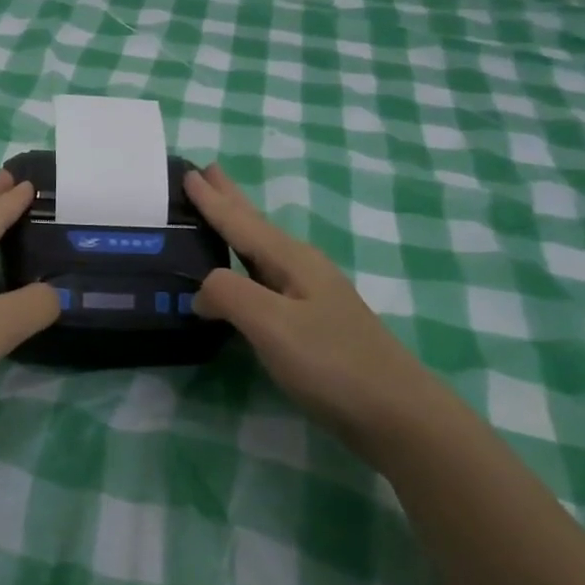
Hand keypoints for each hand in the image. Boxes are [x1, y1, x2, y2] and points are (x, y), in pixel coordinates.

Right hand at [187, 165, 464, 451]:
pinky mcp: (312, 323)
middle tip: (208, 171)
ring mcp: (310, 296)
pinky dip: (245, 265)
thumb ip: (229, 295)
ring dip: (237, 229)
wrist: (395, 413)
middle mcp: (301, 269)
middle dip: (231, 200)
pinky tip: (244, 275)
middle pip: (256, 226)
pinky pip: (266, 278)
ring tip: (218, 213)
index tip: (189, 172)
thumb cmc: (332, 363)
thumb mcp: (272, 325)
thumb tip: (200, 292)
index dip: (212, 200)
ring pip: (261, 251)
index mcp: (291, 260)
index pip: (241, 222)